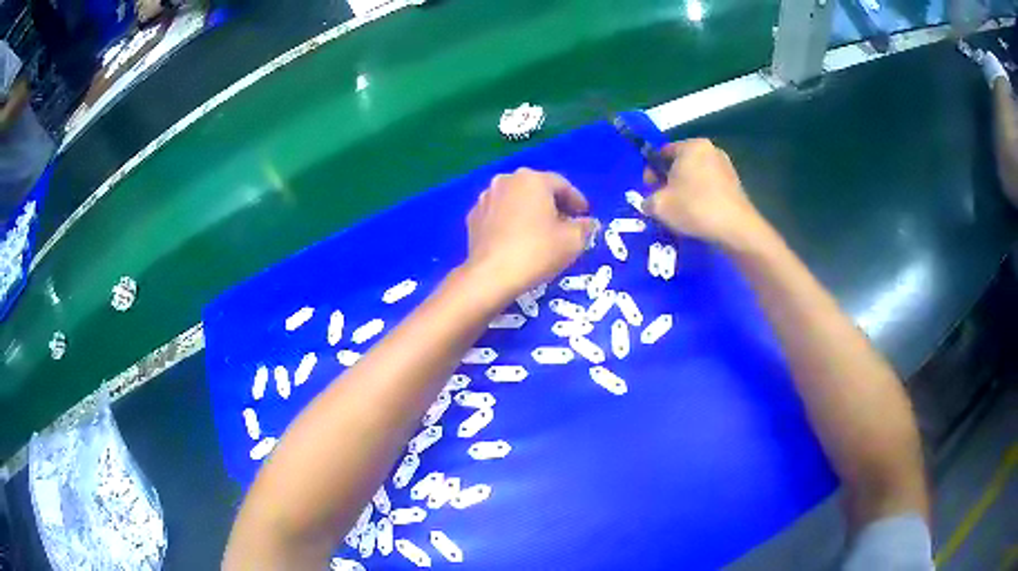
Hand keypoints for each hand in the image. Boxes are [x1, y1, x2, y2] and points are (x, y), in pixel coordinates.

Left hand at [462, 168, 597, 299]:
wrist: (491, 276)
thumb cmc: (537, 252)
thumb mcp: (572, 241)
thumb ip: (585, 227)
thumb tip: (589, 223)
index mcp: (532, 179)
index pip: (562, 185)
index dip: (577, 200)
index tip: (585, 215)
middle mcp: (506, 181)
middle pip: (536, 189)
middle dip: (553, 204)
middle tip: (565, 223)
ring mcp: (485, 198)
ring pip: (515, 200)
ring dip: (530, 211)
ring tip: (541, 231)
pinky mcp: (472, 217)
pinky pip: (499, 214)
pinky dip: (510, 222)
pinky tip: (517, 239)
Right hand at [644, 139, 766, 249]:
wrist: (735, 228)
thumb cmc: (694, 208)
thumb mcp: (659, 206)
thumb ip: (648, 200)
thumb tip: (650, 203)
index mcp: (691, 146)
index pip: (662, 153)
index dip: (651, 172)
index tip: (649, 190)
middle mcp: (710, 149)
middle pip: (681, 164)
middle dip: (670, 181)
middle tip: (664, 201)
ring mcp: (725, 166)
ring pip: (696, 176)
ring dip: (686, 190)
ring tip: (681, 211)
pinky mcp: (735, 184)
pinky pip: (710, 187)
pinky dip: (701, 197)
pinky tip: (698, 215)